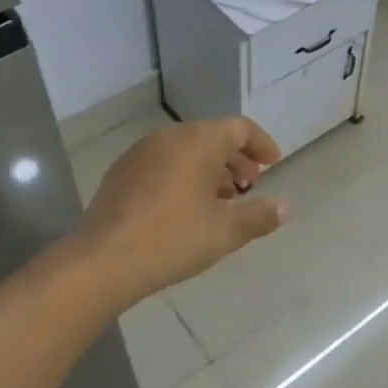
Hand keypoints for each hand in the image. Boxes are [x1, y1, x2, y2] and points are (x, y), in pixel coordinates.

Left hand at [80, 118, 286, 304]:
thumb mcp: (226, 231)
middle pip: (212, 137)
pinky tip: (184, 209)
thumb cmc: (173, 238)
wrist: (103, 259)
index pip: (240, 128)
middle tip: (248, 188)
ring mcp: (141, 152)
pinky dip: (182, 176)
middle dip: (235, 160)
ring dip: (208, 170)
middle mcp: (170, 136)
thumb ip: (260, 216)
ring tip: (218, 203)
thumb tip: (284, 207)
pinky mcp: (122, 171)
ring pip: (186, 151)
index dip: (261, 144)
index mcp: (199, 141)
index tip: (273, 165)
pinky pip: (163, 163)